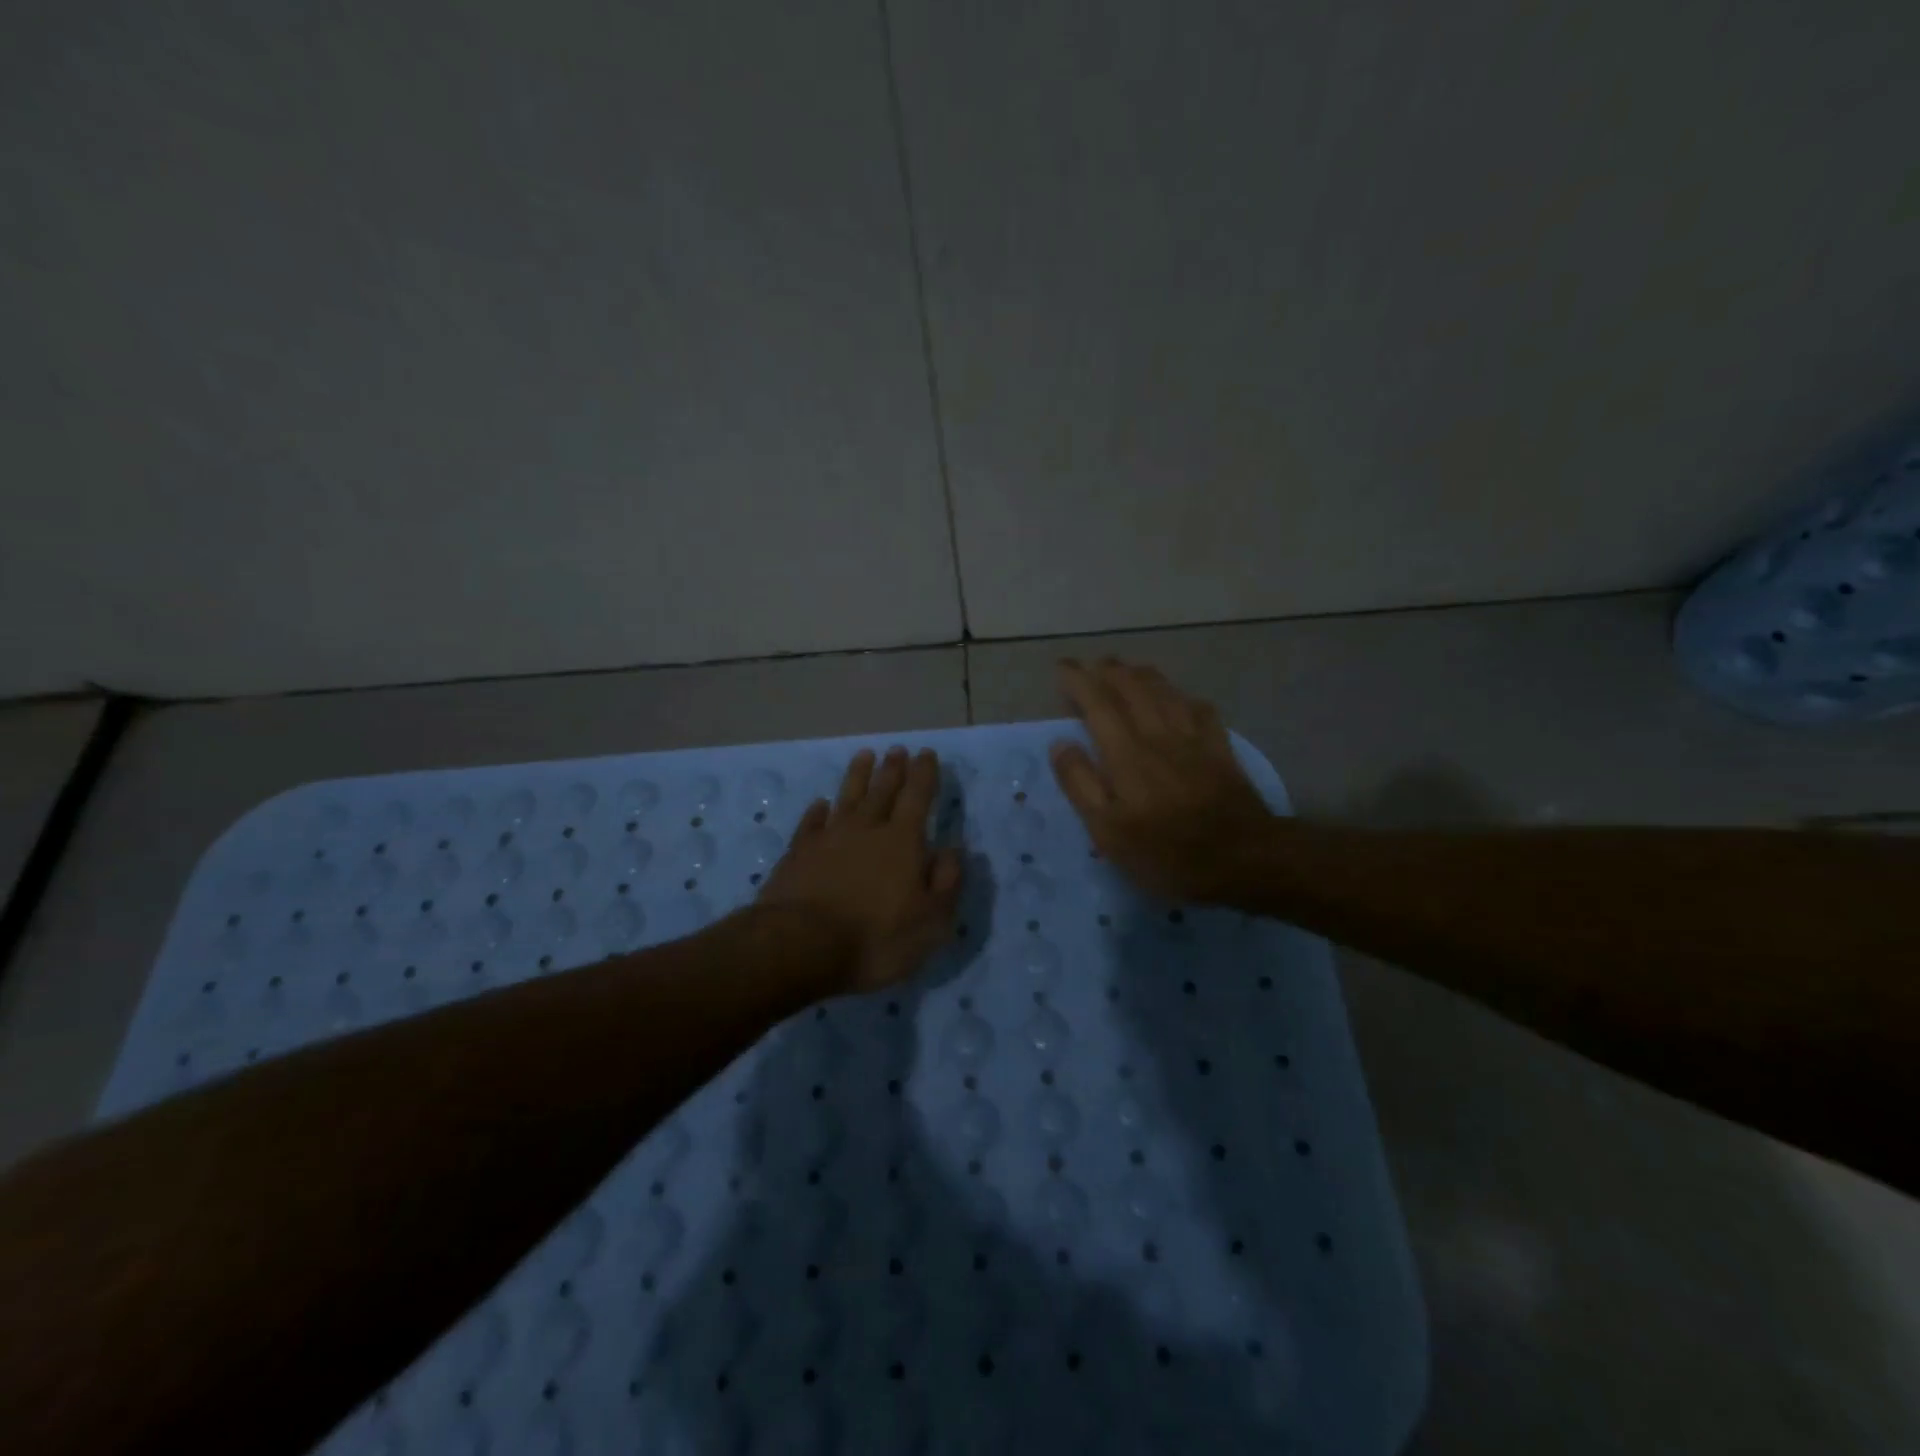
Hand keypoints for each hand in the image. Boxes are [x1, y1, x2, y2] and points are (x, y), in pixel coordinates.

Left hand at [758, 746, 963, 993]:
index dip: (924, 774)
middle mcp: (866, 829)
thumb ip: (947, 882)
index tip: (926, 753)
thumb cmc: (876, 938)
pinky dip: (816, 811)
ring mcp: (828, 839)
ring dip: (857, 776)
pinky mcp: (798, 854)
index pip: (917, 797)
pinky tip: (820, 803)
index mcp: (902, 841)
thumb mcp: (931, 920)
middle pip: (882, 791)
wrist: (801, 945)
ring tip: (864, 755)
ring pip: (846, 798)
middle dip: (893, 769)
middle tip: (897, 749)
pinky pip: (810, 823)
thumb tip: (953, 850)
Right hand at [1050, 658, 1273, 902]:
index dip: (1078, 681)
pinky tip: (1181, 699)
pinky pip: (1201, 710)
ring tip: (1128, 669)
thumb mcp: (1109, 831)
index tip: (1063, 666)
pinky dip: (1184, 697)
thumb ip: (1082, 784)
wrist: (1242, 859)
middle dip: (1110, 670)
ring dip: (1143, 675)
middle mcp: (1158, 735)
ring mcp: (1194, 740)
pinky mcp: (1221, 750)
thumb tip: (1060, 744)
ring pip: (1166, 692)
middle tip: (1092, 664)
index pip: (1098, 703)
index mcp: (1126, 753)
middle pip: (1133, 688)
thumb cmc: (1166, 852)